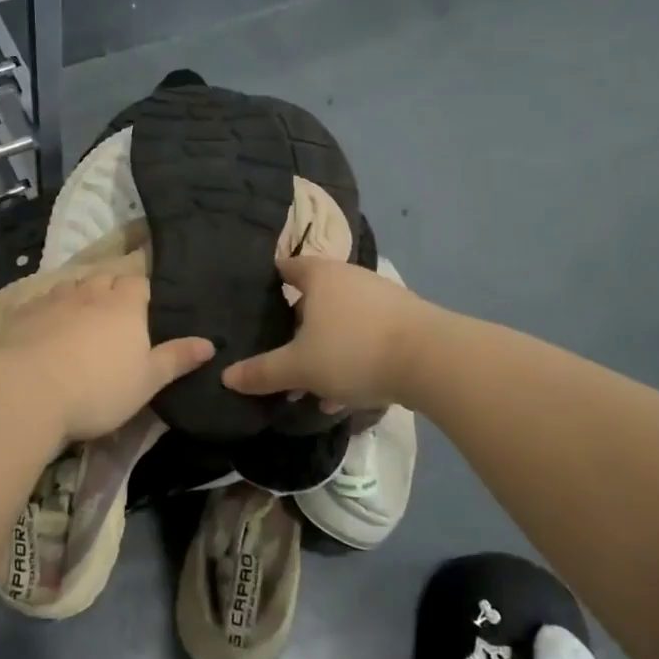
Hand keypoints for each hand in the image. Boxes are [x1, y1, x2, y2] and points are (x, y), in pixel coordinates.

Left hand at [0, 268, 213, 442]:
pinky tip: (45, 329)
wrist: (25, 391)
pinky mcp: (22, 313)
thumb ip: (177, 359)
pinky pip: (41, 302)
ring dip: (80, 297)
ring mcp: (53, 299)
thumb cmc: (97, 388)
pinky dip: (48, 311)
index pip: (139, 283)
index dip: (143, 293)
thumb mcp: (147, 381)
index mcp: (125, 304)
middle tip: (115, 315)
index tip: (145, 310)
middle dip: (112, 290)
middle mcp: (90, 292)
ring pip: (72, 287)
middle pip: (105, 278)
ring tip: (81, 319)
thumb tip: (210, 343)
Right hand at [221, 254, 432, 409]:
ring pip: (341, 320)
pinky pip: (366, 335)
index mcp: (320, 276)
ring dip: (326, 348)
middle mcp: (350, 277)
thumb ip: (262, 372)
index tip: (256, 301)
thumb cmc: (353, 350)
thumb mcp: (300, 367)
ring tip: (313, 384)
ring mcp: (381, 297)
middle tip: (281, 351)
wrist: (432, 359)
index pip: (287, 267)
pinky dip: (353, 356)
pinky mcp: (405, 320)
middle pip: (315, 296)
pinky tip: (348, 391)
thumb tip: (226, 377)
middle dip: (298, 325)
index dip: (271, 281)